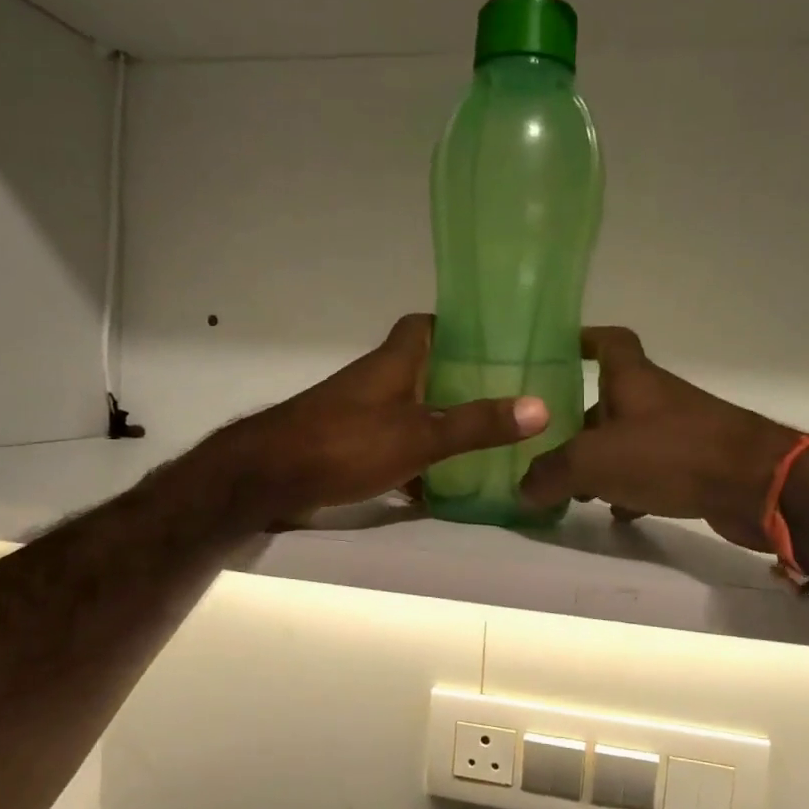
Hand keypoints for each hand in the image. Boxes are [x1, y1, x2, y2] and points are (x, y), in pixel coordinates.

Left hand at [217, 314, 548, 523]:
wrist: (268, 477)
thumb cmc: (346, 444)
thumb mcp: (420, 435)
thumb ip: (477, 424)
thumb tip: (540, 406)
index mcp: (395, 361)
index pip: (426, 324)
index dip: (459, 327)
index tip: (497, 342)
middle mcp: (377, 379)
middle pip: (425, 368)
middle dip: (461, 380)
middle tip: (507, 396)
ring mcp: (360, 412)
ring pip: (411, 407)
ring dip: (441, 419)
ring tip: (487, 438)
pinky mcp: (349, 444)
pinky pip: (394, 442)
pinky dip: (416, 457)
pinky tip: (441, 483)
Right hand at [519, 327, 798, 550]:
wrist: (757, 486)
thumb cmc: (670, 454)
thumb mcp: (594, 462)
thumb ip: (551, 473)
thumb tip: (522, 488)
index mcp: (632, 379)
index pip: (608, 341)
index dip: (582, 340)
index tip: (556, 351)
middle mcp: (656, 399)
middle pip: (610, 400)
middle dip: (578, 421)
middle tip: (546, 447)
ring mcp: (680, 431)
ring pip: (629, 439)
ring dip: (603, 461)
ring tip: (574, 491)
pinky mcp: (697, 465)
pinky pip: (653, 471)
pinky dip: (632, 488)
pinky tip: (618, 513)